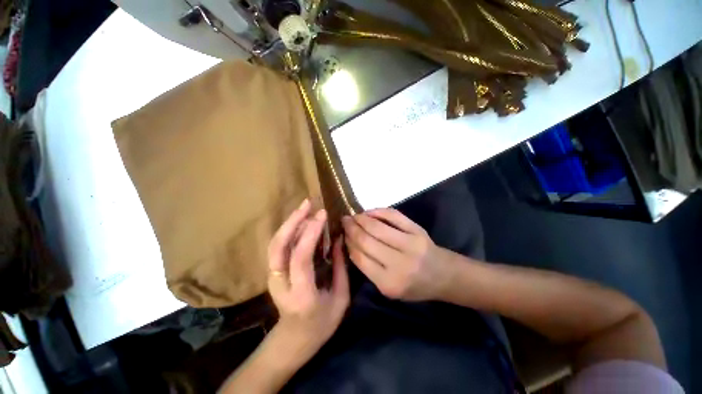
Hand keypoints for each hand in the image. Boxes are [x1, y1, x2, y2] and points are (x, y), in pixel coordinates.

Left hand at [267, 199, 349, 355]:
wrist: (294, 340)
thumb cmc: (322, 323)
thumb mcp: (340, 298)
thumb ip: (340, 267)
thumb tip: (339, 239)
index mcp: (302, 294)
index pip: (301, 257)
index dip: (310, 232)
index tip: (322, 214)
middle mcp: (282, 284)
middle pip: (279, 246)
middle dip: (293, 221)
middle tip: (308, 203)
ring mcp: (273, 278)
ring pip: (275, 244)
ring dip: (289, 222)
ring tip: (305, 207)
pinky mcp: (272, 272)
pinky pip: (278, 246)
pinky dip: (288, 230)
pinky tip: (300, 220)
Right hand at [342, 208, 451, 301]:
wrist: (444, 276)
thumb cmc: (414, 286)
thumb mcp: (390, 288)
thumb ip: (369, 268)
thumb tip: (350, 243)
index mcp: (389, 283)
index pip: (360, 258)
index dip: (348, 243)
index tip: (342, 235)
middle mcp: (399, 264)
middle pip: (366, 240)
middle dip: (351, 228)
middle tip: (344, 221)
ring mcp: (410, 244)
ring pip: (377, 227)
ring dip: (361, 218)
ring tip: (354, 216)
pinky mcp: (418, 231)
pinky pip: (393, 216)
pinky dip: (378, 211)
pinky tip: (369, 212)